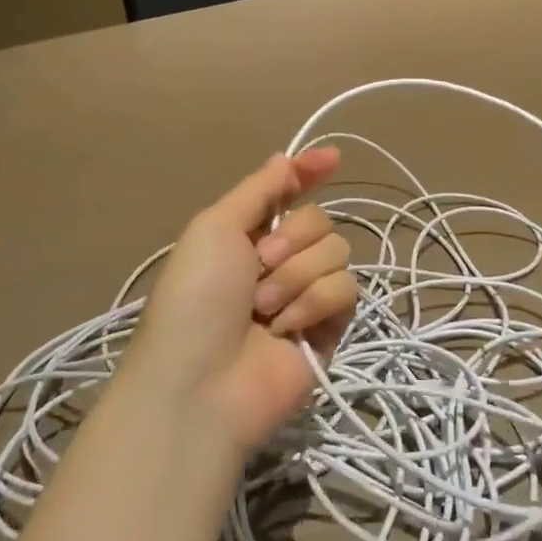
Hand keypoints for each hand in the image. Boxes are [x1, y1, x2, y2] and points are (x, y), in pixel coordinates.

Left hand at [117, 149, 357, 455]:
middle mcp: (281, 261)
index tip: (332, 158)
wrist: (202, 382)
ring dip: (296, 276)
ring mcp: (306, 295)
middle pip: (320, 220)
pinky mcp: (330, 328)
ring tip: (264, 310)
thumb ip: (258, 189)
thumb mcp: (214, 228)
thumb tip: (287, 158)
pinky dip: (312, 305)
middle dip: (292, 238)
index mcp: (249, 235)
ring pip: (337, 252)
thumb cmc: (196, 298)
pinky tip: (286, 330)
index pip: (289, 193)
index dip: (309, 173)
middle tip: (259, 266)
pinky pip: (345, 290)